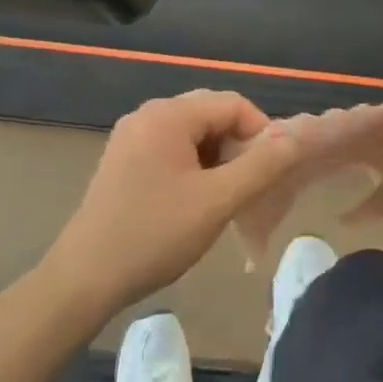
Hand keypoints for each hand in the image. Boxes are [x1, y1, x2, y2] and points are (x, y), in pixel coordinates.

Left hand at [41, 90, 301, 320]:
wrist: (85, 278)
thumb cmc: (155, 235)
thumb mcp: (217, 201)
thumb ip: (262, 165)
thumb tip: (296, 137)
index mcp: (168, 114)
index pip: (233, 103)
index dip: (261, 132)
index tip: (271, 173)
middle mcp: (147, 114)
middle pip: (210, 113)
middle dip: (238, 144)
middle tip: (250, 185)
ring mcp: (130, 136)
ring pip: (192, 132)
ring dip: (217, 156)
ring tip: (224, 196)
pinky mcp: (122, 158)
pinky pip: (170, 147)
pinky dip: (193, 164)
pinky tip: (194, 199)